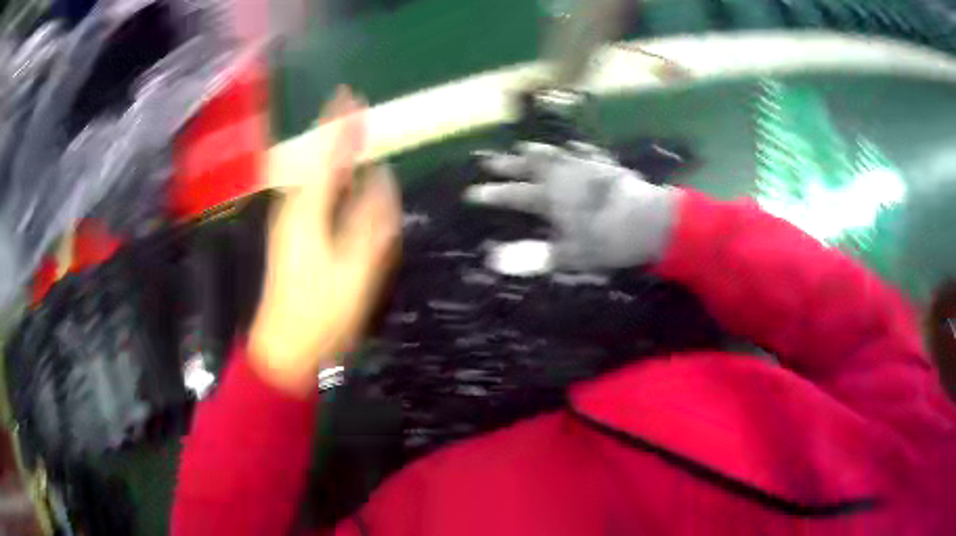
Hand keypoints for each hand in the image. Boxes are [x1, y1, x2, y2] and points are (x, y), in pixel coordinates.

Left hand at [250, 87, 400, 396]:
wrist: (285, 347)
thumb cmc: (320, 313)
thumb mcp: (354, 270)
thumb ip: (369, 220)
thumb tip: (382, 178)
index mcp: (307, 211)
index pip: (325, 155)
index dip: (338, 124)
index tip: (350, 95)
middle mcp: (292, 208)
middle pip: (313, 159)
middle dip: (333, 131)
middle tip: (353, 108)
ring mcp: (287, 222)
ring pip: (310, 174)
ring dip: (329, 151)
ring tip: (349, 132)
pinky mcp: (289, 236)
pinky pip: (310, 192)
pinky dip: (325, 175)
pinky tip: (335, 175)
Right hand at [468, 142, 679, 270]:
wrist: (648, 220)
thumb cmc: (608, 241)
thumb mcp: (568, 255)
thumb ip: (531, 257)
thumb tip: (492, 261)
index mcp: (550, 198)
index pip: (514, 195)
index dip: (493, 194)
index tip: (471, 193)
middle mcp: (563, 176)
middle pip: (529, 167)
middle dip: (507, 165)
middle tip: (488, 159)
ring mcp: (584, 166)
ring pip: (553, 154)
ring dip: (536, 152)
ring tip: (523, 146)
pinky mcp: (604, 165)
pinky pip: (583, 152)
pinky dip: (573, 150)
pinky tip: (572, 146)